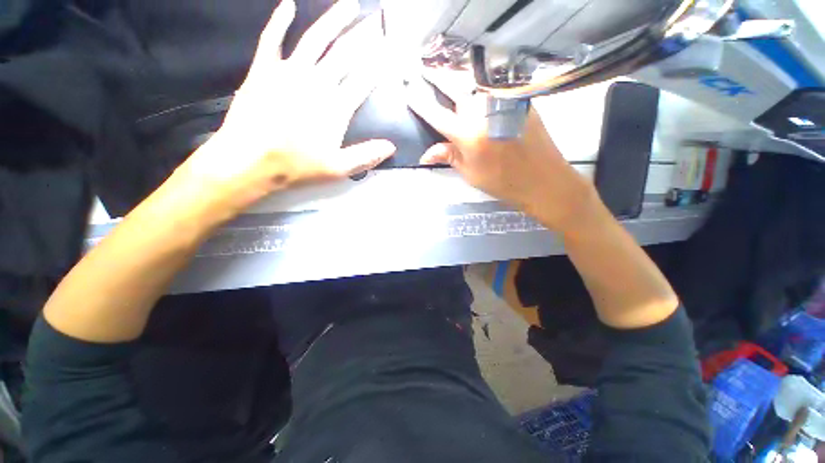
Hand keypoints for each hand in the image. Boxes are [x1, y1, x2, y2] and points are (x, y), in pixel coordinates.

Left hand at [168, 0, 395, 220]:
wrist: (249, 160)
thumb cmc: (296, 166)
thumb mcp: (338, 168)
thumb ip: (366, 156)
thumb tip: (391, 147)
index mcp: (335, 107)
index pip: (363, 81)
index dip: (378, 65)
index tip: (389, 51)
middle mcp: (316, 83)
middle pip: (344, 54)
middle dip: (363, 36)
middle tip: (376, 20)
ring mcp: (288, 72)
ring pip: (315, 38)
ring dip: (333, 19)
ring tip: (349, 4)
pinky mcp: (263, 69)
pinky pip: (272, 39)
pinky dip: (280, 20)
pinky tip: (288, 5)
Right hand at [407, 69, 595, 231]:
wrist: (543, 179)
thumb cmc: (502, 182)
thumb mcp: (470, 173)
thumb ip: (448, 156)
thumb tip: (425, 154)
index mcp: (467, 134)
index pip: (436, 114)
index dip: (420, 103)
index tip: (409, 92)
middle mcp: (483, 112)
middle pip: (455, 86)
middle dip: (438, 77)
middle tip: (426, 71)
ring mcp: (503, 102)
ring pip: (475, 84)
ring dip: (460, 81)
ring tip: (450, 82)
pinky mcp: (518, 101)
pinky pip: (493, 89)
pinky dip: (481, 89)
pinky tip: (478, 94)